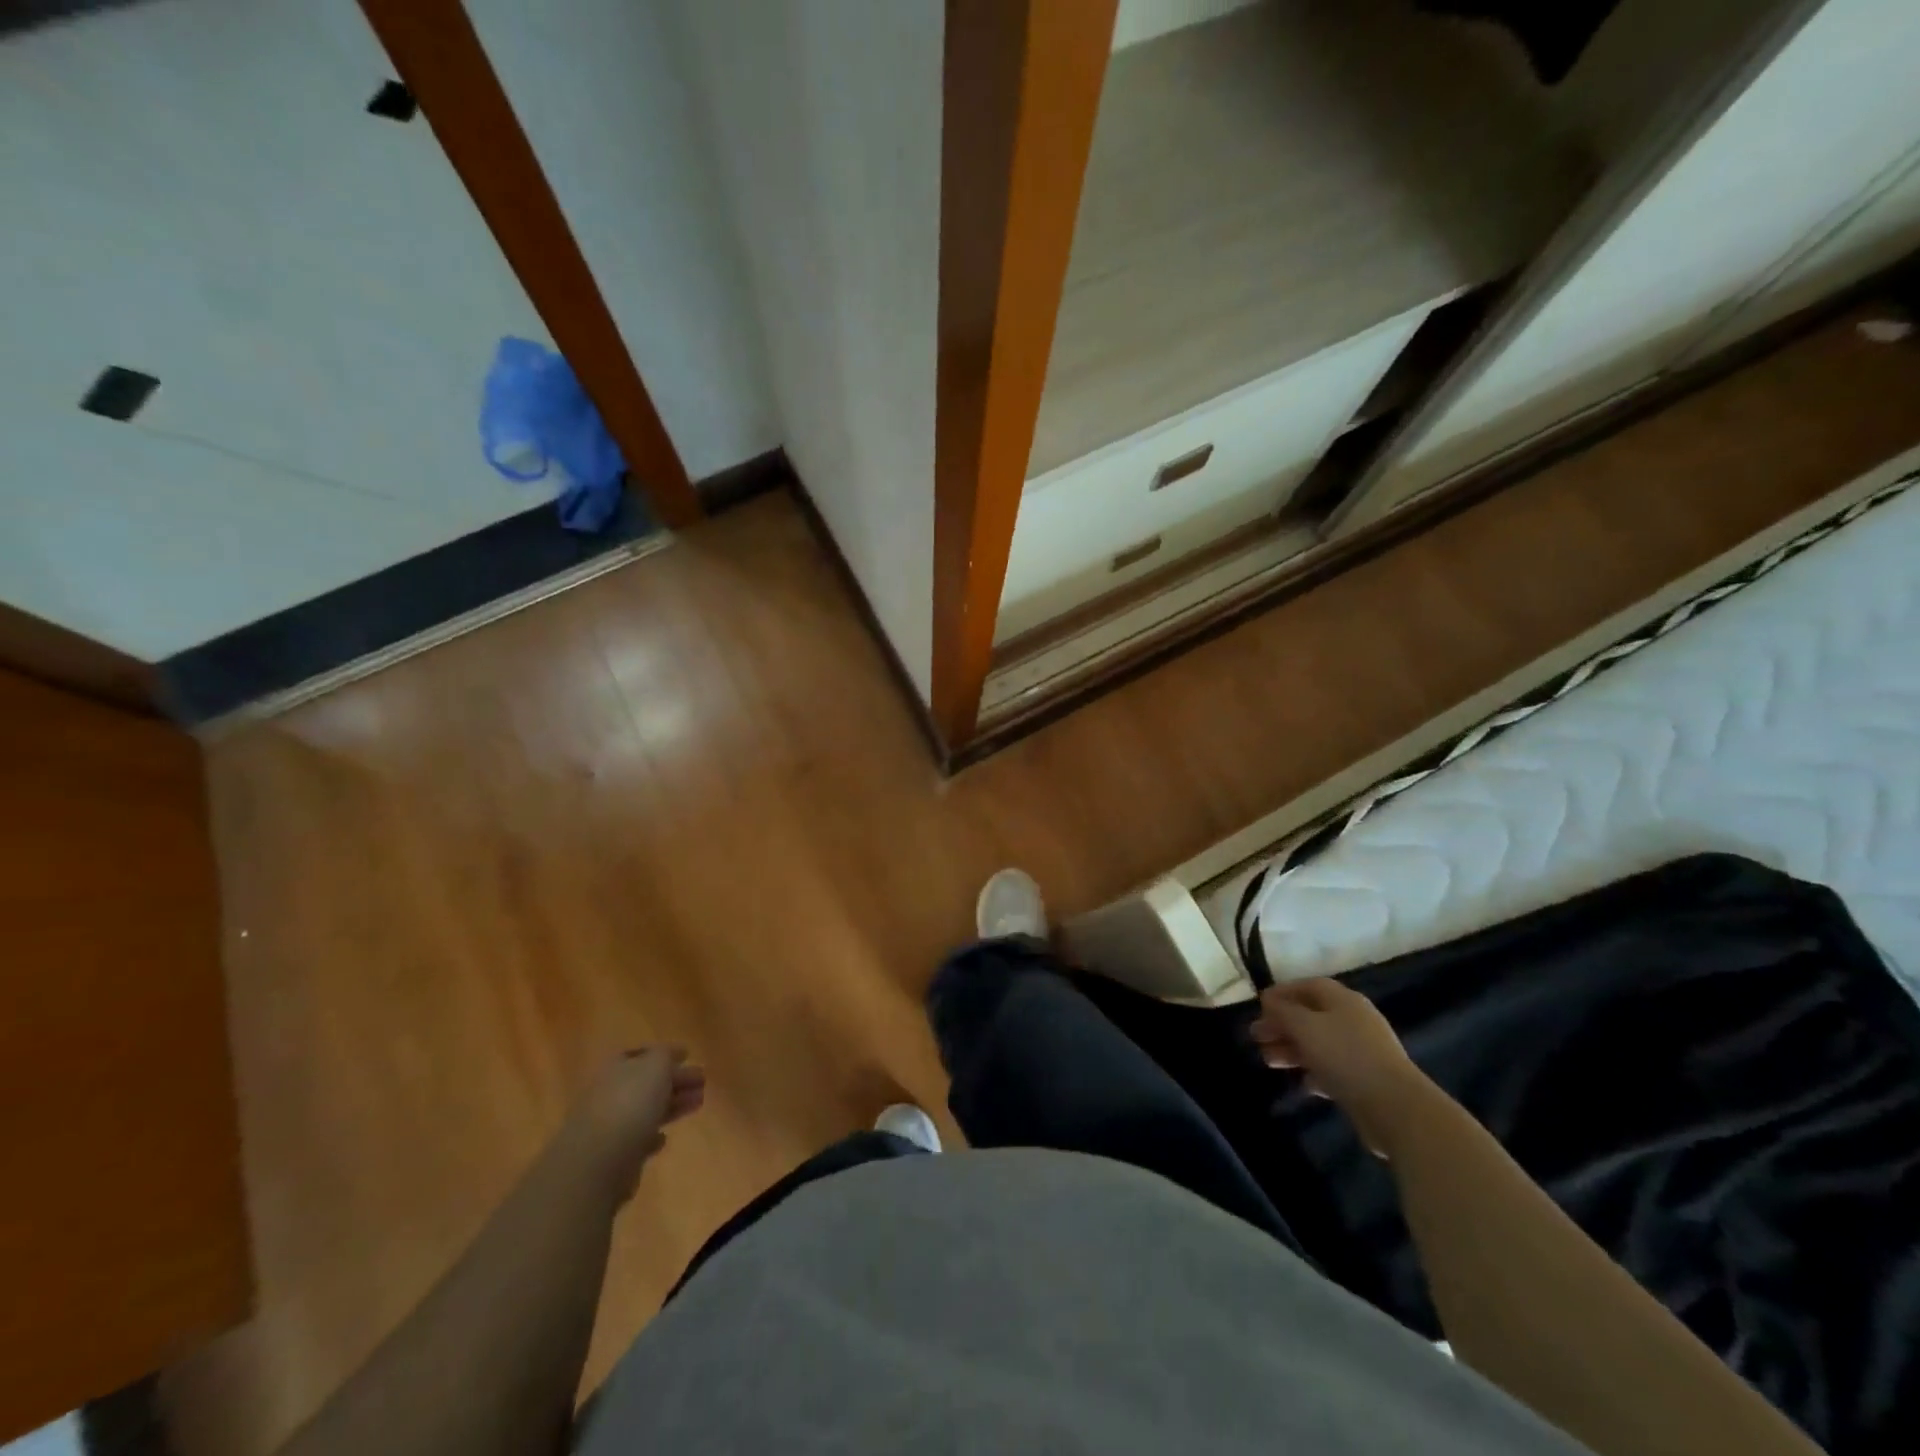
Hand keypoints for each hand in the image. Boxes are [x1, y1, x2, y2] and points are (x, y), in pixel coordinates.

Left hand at [564, 1047, 705, 1204]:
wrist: (596, 1164)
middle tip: (702, 1082)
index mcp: (615, 1069)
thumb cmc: (630, 1104)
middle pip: (645, 1083)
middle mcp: (607, 1094)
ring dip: (671, 1106)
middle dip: (674, 1081)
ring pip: (645, 1111)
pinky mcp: (611, 1157)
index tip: (688, 1055)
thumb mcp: (655, 1066)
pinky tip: (663, 1138)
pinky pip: (636, 1140)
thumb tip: (671, 1054)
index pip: (639, 1054)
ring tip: (697, 1104)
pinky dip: (651, 1136)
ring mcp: (607, 1127)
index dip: (664, 1053)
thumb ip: (665, 1055)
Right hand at [1249, 978, 1429, 1156]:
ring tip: (1269, 1062)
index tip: (1258, 1006)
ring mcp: (1363, 1051)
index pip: (1308, 986)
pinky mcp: (1366, 1080)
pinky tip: (1303, 1083)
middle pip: (1311, 1015)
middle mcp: (1354, 1020)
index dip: (1282, 992)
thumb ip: (1283, 1011)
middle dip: (1282, 1025)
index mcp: (1343, 1000)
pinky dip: (1315, 1072)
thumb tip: (1269, 1000)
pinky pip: (1333, 1069)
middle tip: (1257, 1037)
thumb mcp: (1304, 1026)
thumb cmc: (1344, 1056)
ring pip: (1319, 1044)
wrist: (1395, 1108)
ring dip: (1292, 1049)